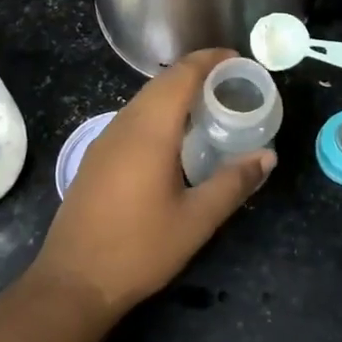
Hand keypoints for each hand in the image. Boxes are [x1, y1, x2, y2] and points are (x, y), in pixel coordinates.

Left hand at [32, 50, 274, 316]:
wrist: (73, 281)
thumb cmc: (139, 249)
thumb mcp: (196, 220)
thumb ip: (233, 183)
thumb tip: (268, 156)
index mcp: (150, 130)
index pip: (181, 75)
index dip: (210, 60)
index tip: (238, 60)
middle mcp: (124, 124)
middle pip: (162, 82)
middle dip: (197, 73)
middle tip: (232, 83)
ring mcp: (105, 139)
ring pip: (144, 99)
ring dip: (176, 92)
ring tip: (209, 105)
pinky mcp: (97, 156)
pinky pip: (133, 117)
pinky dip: (159, 110)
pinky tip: (175, 136)